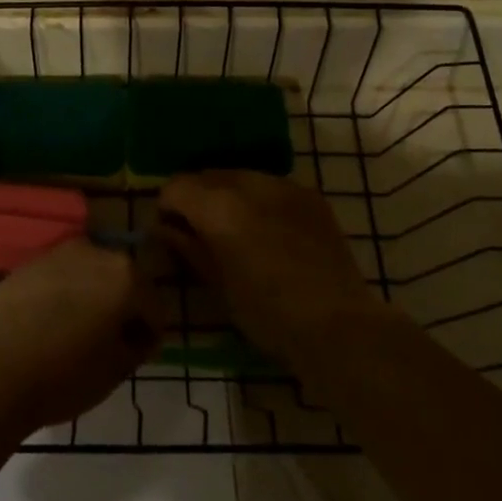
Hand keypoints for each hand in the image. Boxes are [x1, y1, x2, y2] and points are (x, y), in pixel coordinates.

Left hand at [0, 240, 163, 434]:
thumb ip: (136, 347)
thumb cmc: (62, 375)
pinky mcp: (29, 263)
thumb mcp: (114, 371)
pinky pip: (60, 277)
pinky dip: (64, 294)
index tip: (139, 356)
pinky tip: (51, 324)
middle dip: (123, 307)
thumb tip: (137, 336)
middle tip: (112, 344)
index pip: (154, 306)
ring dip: (92, 297)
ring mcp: (59, 253)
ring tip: (79, 333)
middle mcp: (95, 252)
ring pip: (89, 274)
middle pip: (122, 280)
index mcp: (125, 276)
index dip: (151, 334)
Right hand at [157, 172, 380, 362]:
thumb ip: (188, 247)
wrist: (336, 325)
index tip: (169, 231)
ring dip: (228, 195)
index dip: (166, 207)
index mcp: (219, 206)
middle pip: (207, 175)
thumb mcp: (217, 284)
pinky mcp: (310, 196)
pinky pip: (272, 186)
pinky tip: (268, 231)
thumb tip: (165, 229)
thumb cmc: (266, 313)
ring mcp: (284, 186)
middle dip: (196, 197)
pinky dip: (259, 200)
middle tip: (198, 231)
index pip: (177, 186)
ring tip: (235, 230)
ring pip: (240, 177)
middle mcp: (249, 184)